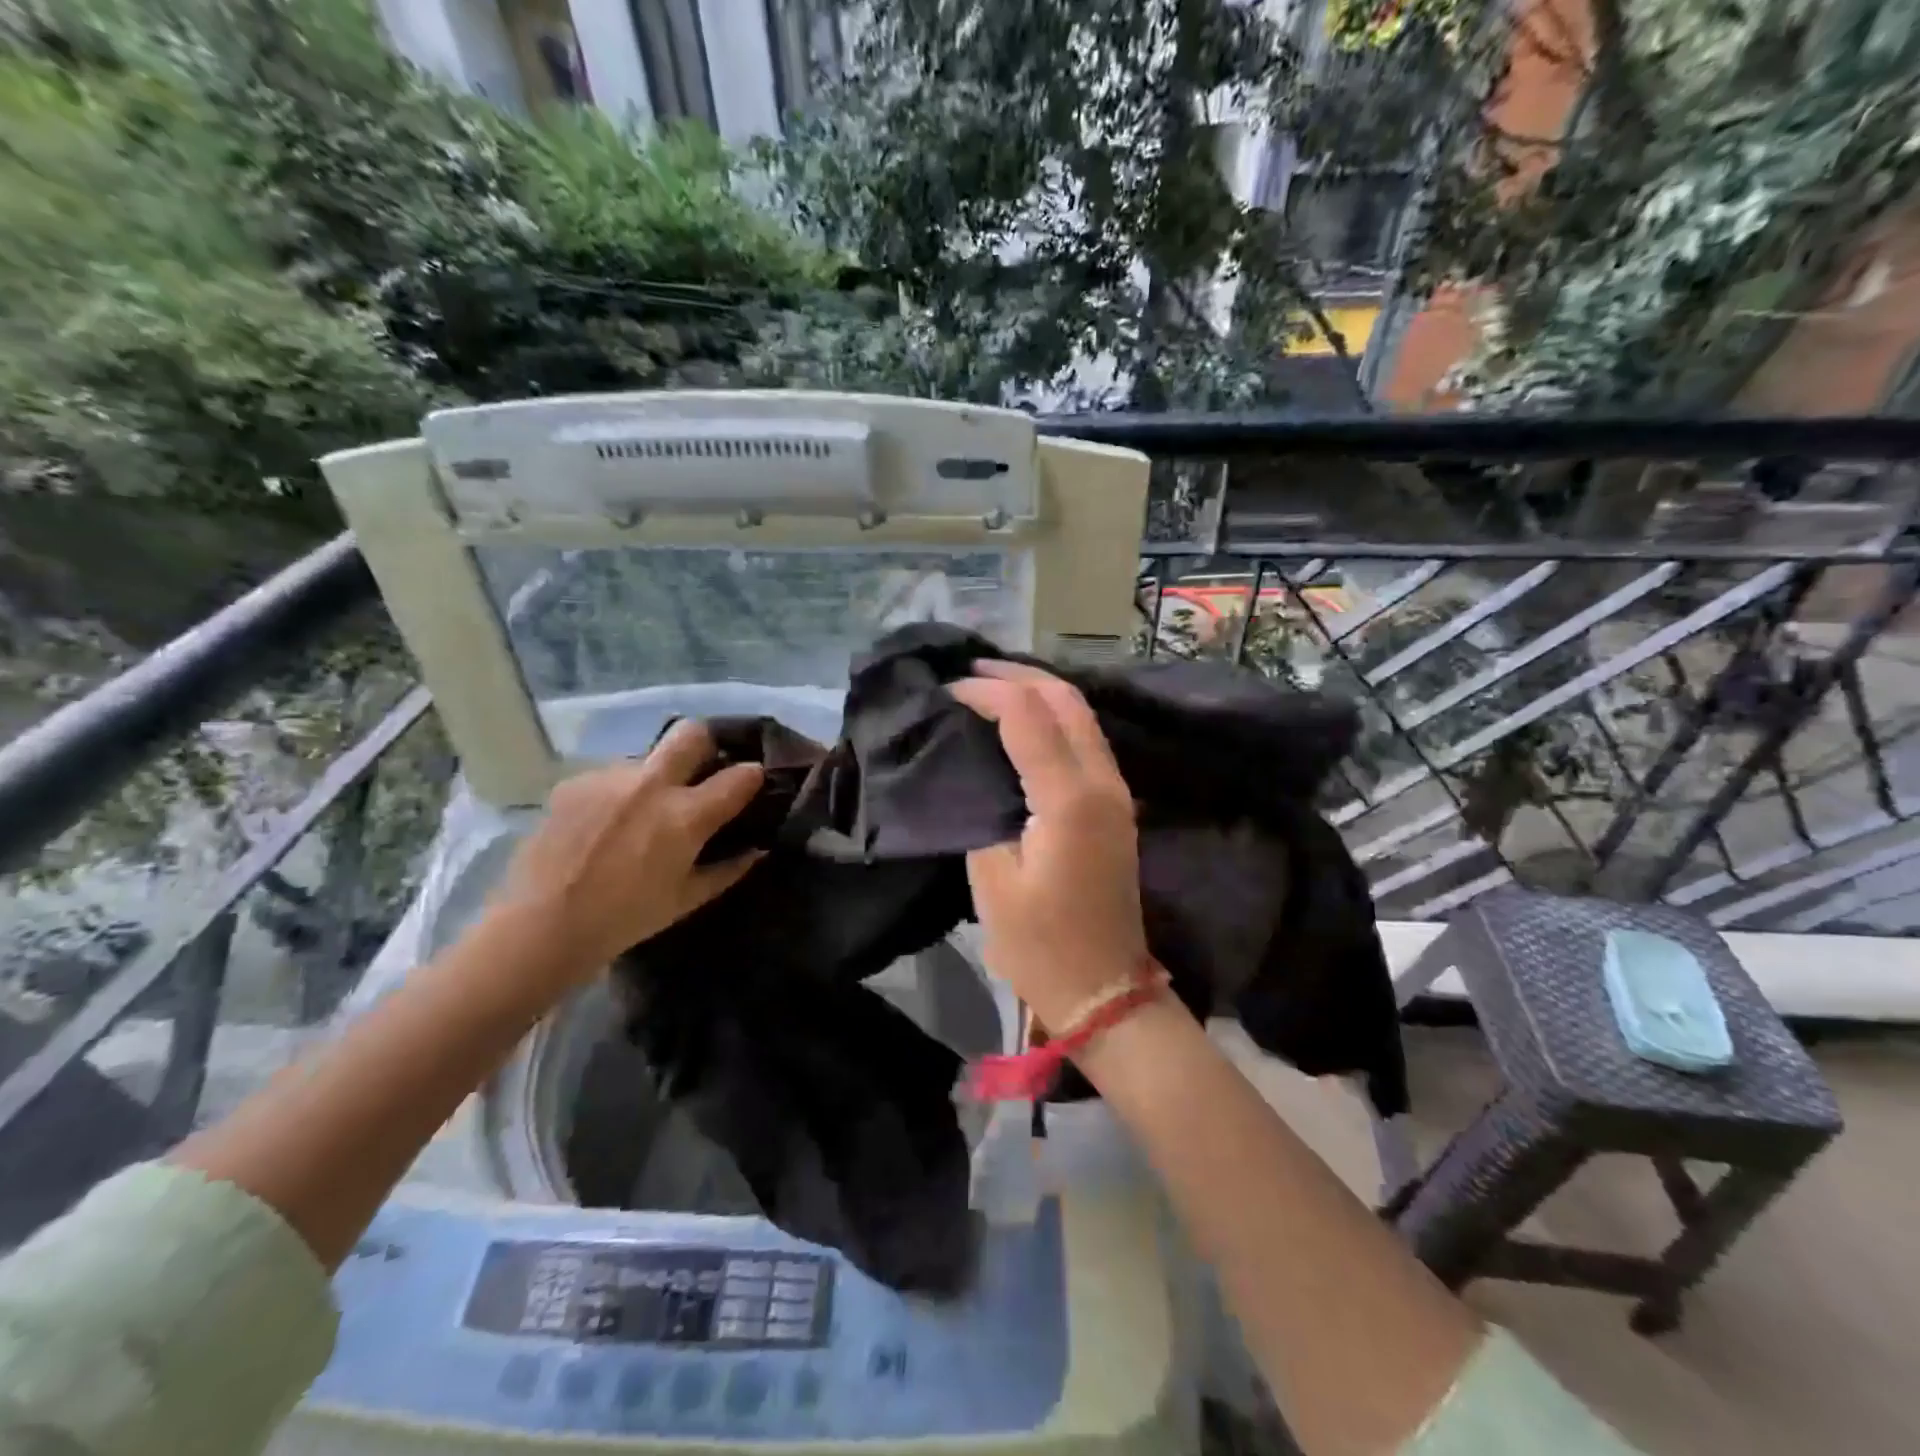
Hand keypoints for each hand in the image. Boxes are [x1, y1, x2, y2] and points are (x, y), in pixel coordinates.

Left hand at [488, 720, 764, 988]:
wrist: (540, 926)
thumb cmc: (625, 919)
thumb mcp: (686, 900)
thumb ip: (729, 870)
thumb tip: (757, 849)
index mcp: (686, 815)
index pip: (741, 775)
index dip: (753, 776)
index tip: (750, 784)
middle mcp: (652, 784)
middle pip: (692, 732)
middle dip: (707, 744)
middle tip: (702, 771)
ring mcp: (610, 778)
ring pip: (647, 758)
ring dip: (655, 777)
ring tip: (639, 812)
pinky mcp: (575, 782)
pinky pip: (610, 777)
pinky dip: (618, 793)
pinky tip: (604, 823)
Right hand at [949, 661, 1149, 1032]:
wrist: (1105, 990)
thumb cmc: (1041, 946)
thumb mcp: (992, 883)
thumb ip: (982, 814)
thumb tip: (974, 771)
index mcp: (1069, 799)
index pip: (1028, 715)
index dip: (986, 691)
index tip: (948, 690)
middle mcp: (1103, 783)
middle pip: (1067, 700)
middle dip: (1019, 675)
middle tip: (972, 671)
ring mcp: (1117, 794)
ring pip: (1083, 717)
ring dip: (1040, 692)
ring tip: (993, 687)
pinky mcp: (1117, 807)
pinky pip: (1087, 742)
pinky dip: (1054, 719)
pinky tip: (1024, 724)